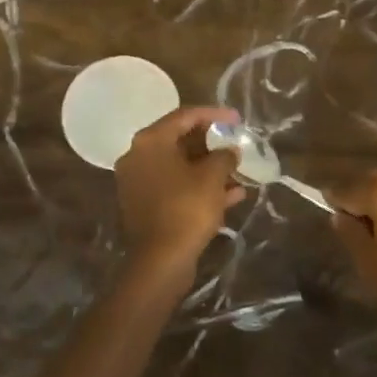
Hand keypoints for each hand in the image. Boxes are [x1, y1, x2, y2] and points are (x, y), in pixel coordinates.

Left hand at [114, 105, 246, 282]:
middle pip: (179, 140)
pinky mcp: (144, 205)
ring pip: (179, 166)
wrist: (160, 261)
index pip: (185, 116)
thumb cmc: (186, 209)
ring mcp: (138, 182)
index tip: (237, 119)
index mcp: (150, 141)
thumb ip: (224, 156)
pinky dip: (198, 186)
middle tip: (236, 144)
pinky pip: (175, 186)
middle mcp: (138, 156)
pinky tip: (231, 195)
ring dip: (208, 167)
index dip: (214, 115)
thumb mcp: (212, 177)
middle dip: (212, 143)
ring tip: (238, 171)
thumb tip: (230, 150)